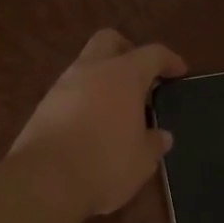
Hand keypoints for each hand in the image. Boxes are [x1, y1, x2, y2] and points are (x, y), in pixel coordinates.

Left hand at [11, 30, 186, 216]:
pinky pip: (70, 92)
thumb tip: (161, 136)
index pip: (152, 54)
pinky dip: (84, 99)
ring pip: (86, 66)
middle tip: (141, 76)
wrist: (44, 181)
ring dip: (103, 78)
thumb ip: (153, 143)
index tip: (179, 72)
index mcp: (123, 75)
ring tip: (118, 108)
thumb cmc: (105, 164)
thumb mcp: (142, 160)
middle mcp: (91, 71)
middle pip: (109, 41)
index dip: (169, 60)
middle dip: (127, 51)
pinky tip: (92, 125)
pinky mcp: (43, 107)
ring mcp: (62, 86)